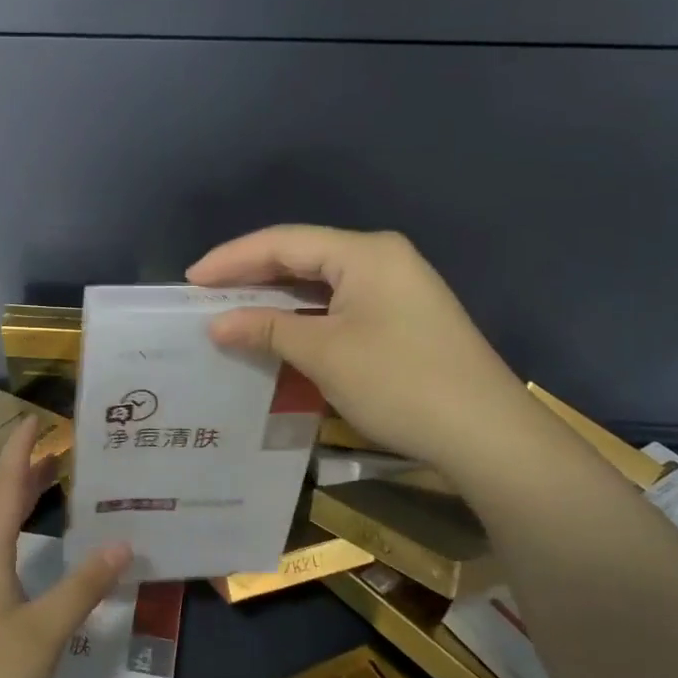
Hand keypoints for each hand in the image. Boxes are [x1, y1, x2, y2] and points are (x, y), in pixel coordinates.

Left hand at [0, 418, 132, 677]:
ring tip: (48, 496)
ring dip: (19, 512)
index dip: (20, 453)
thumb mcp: (43, 634)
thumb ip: (82, 588)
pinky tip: (30, 565)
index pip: (5, 490)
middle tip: (56, 454)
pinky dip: (16, 546)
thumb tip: (121, 542)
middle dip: (25, 479)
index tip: (32, 419)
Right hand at [186, 224, 530, 474]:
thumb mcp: (324, 354)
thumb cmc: (400, 383)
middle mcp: (381, 259)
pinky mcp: (401, 318)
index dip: (232, 258)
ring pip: (320, 283)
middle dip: (251, 275)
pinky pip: (338, 305)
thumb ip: (267, 330)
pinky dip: (303, 316)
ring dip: (275, 298)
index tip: (190, 281)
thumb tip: (216, 324)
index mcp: (365, 253)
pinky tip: (277, 331)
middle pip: (302, 257)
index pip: (283, 241)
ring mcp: (396, 288)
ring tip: (230, 312)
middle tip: (204, 296)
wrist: (487, 436)